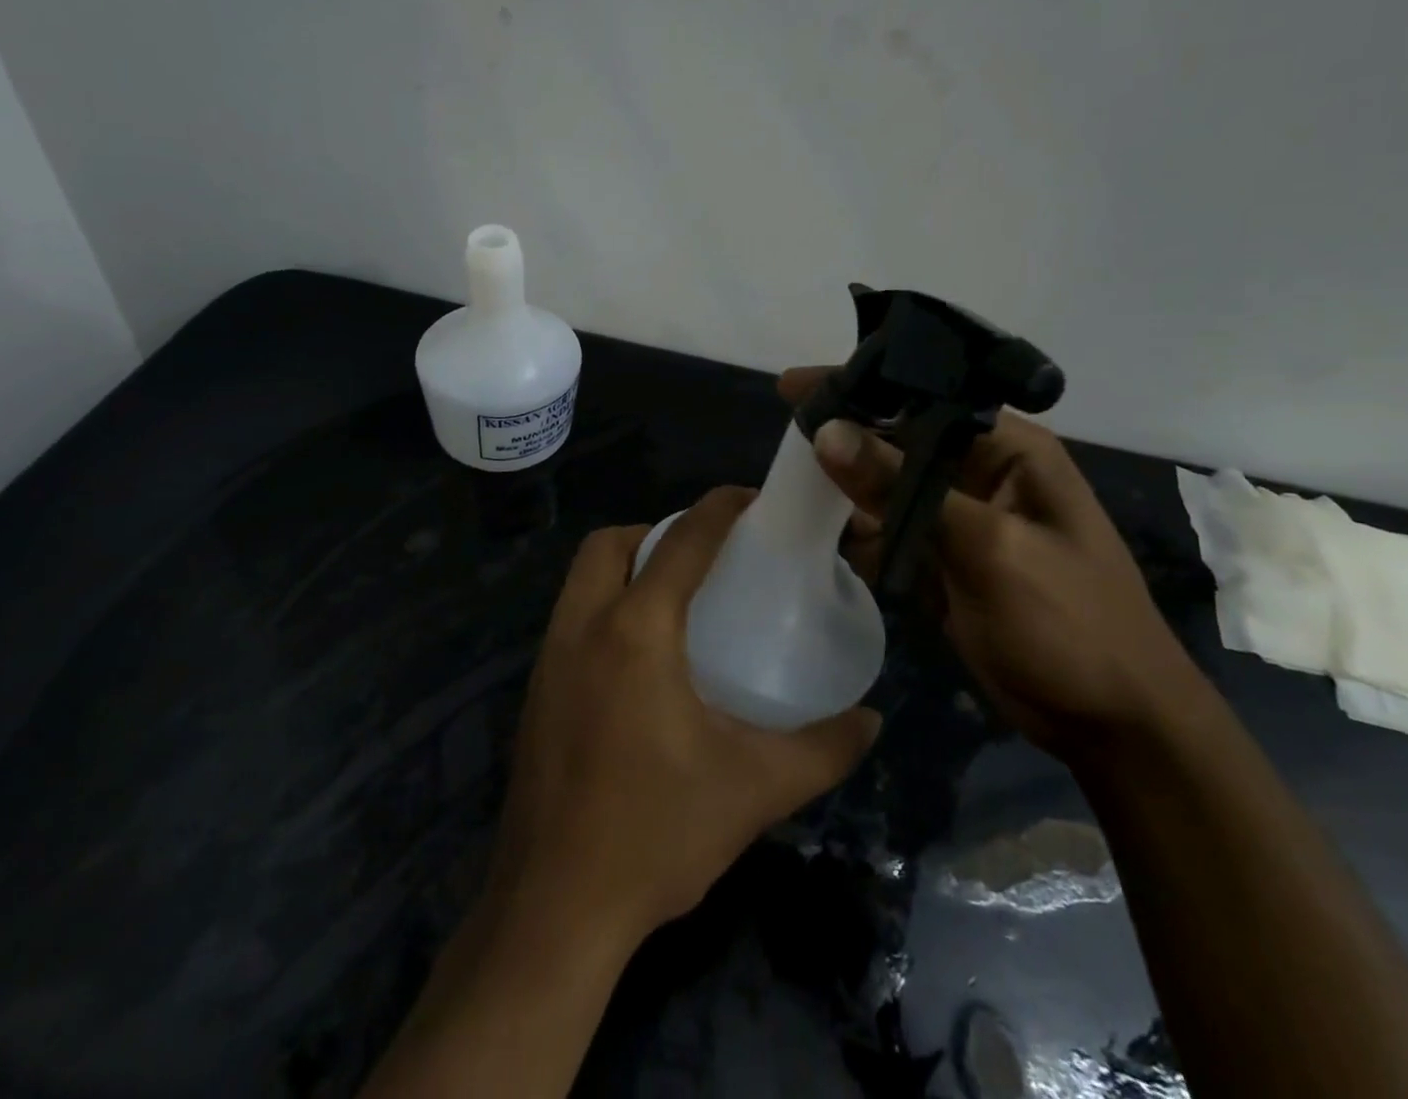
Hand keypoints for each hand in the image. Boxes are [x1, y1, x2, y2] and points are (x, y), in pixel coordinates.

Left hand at [487, 487, 881, 947]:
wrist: (554, 910)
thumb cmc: (656, 834)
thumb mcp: (754, 789)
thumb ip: (822, 750)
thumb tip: (872, 720)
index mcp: (636, 630)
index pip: (682, 541)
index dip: (719, 508)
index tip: (751, 498)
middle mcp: (582, 626)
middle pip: (610, 543)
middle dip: (656, 531)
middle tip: (704, 559)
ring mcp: (548, 658)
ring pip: (583, 578)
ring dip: (625, 566)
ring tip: (676, 600)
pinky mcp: (535, 691)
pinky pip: (570, 617)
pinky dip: (604, 606)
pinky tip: (639, 658)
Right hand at [779, 368, 1206, 756]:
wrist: (1112, 726)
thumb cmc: (1068, 623)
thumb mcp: (986, 547)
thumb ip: (903, 487)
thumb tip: (827, 432)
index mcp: (1010, 449)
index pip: (924, 396)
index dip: (860, 387)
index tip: (793, 388)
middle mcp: (983, 472)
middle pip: (899, 439)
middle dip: (845, 439)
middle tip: (785, 439)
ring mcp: (962, 519)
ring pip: (888, 486)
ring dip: (847, 490)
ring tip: (795, 491)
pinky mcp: (946, 560)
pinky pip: (891, 532)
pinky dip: (862, 536)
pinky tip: (830, 540)